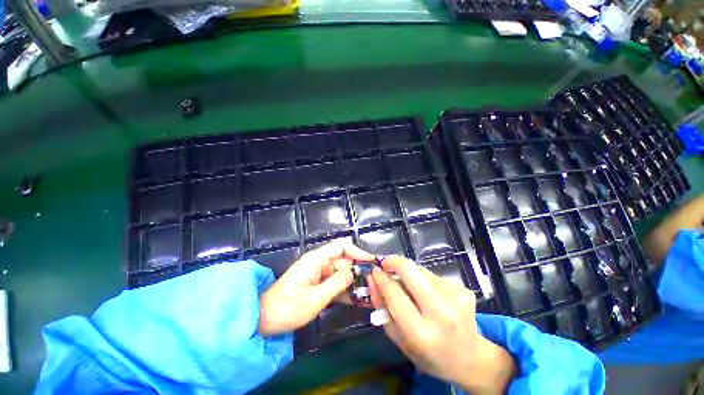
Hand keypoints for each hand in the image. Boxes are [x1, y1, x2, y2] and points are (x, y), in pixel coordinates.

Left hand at [258, 240, 374, 335]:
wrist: (263, 320)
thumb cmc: (288, 307)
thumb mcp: (316, 297)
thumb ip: (338, 282)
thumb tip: (356, 270)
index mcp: (317, 259)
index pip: (342, 246)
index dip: (358, 251)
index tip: (371, 262)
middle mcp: (319, 262)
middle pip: (344, 260)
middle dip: (358, 270)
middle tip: (374, 283)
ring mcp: (318, 273)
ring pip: (341, 272)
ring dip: (353, 281)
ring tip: (369, 292)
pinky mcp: (318, 283)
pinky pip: (335, 282)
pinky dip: (345, 289)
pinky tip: (357, 299)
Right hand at [369, 256, 517, 393]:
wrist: (470, 359)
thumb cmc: (429, 355)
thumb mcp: (399, 339)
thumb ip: (382, 308)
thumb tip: (372, 279)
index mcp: (421, 333)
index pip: (394, 294)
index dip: (381, 278)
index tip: (374, 270)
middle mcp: (441, 313)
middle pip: (410, 270)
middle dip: (393, 261)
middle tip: (385, 263)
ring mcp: (455, 298)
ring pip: (421, 270)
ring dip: (408, 272)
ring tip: (407, 284)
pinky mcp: (463, 290)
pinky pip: (433, 276)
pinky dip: (423, 279)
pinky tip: (426, 291)